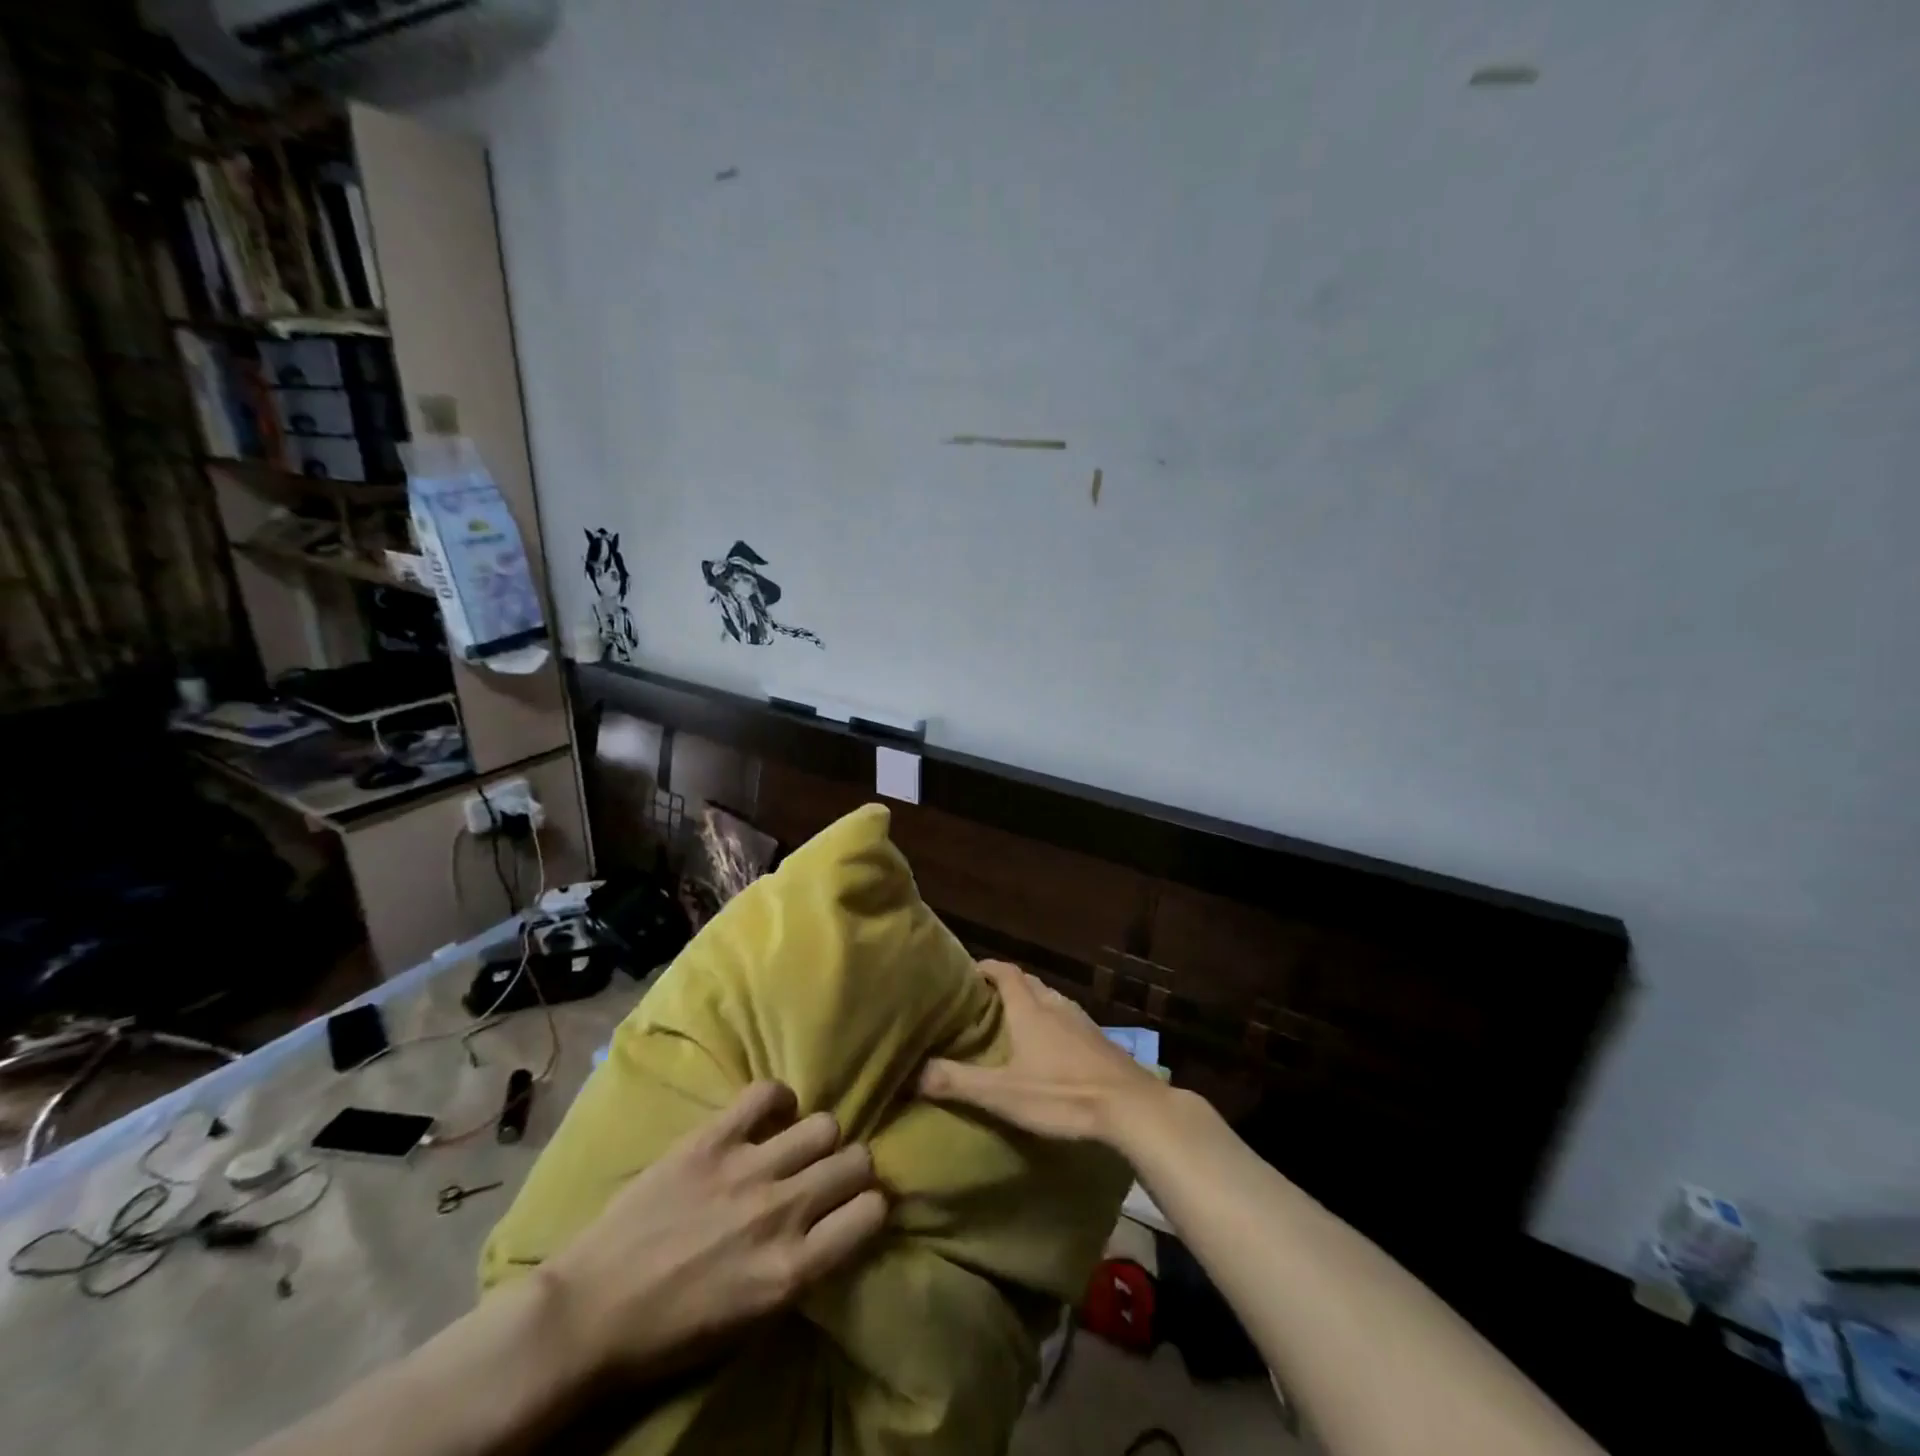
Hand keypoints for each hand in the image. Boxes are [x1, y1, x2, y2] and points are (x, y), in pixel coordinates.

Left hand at [543, 1081, 886, 1383]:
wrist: (589, 1313)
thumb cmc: (671, 1332)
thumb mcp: (752, 1321)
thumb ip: (802, 1269)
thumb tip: (835, 1224)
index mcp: (790, 1270)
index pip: (873, 1213)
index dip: (871, 1207)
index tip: (857, 1207)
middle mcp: (781, 1212)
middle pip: (856, 1159)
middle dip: (852, 1167)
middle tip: (830, 1176)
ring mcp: (746, 1169)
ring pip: (823, 1124)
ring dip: (817, 1137)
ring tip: (796, 1147)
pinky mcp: (712, 1138)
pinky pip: (767, 1092)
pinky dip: (777, 1100)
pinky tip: (768, 1118)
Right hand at [918, 959, 1167, 1144]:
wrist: (1131, 1107)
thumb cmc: (1062, 1094)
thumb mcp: (1003, 1094)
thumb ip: (957, 1082)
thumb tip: (913, 1072)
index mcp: (1030, 1009)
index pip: (1005, 972)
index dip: (986, 968)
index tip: (968, 973)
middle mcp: (1056, 1006)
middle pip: (1029, 983)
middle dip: (1008, 986)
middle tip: (985, 1002)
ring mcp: (1082, 1022)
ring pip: (1051, 1001)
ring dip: (1033, 1004)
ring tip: (1015, 1024)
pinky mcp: (1101, 1042)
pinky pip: (1069, 1020)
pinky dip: (1054, 1023)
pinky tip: (1053, 1050)